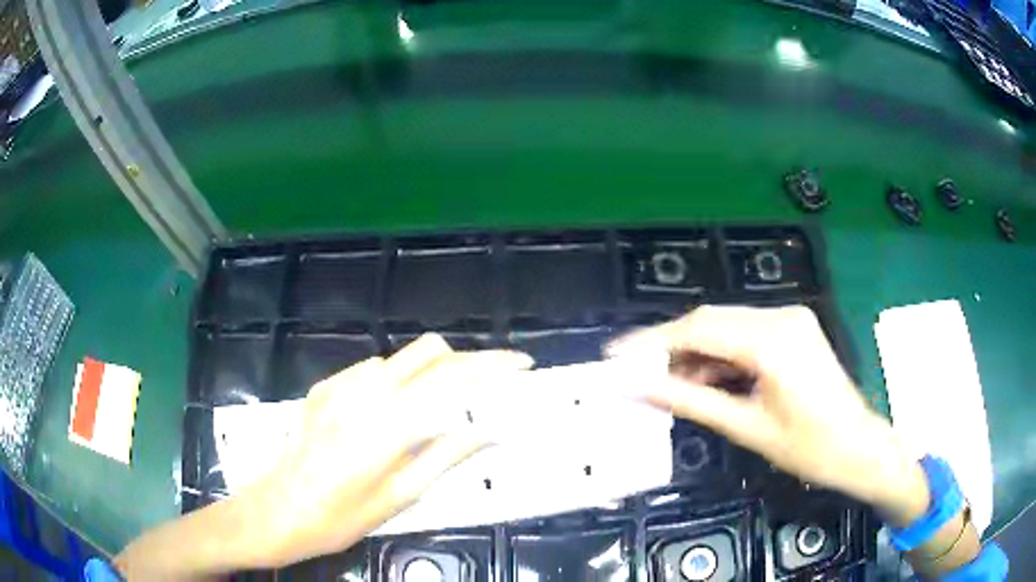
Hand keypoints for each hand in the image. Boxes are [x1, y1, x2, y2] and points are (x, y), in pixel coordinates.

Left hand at [239, 334, 532, 566]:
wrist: (277, 510)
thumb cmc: (340, 517)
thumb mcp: (399, 497)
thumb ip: (444, 456)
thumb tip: (488, 431)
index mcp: (387, 426)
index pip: (453, 380)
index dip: (493, 367)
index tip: (522, 365)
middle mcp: (364, 393)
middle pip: (429, 351)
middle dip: (466, 361)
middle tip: (485, 388)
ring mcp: (339, 385)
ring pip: (401, 359)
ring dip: (429, 374)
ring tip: (435, 411)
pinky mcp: (324, 387)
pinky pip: (372, 371)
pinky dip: (395, 383)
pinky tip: (387, 416)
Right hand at [610, 305, 928, 523]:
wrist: (858, 448)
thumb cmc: (808, 448)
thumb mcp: (746, 427)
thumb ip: (691, 401)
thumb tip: (639, 388)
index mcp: (772, 340)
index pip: (699, 328)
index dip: (653, 341)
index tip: (616, 355)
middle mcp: (781, 317)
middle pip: (711, 322)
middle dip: (671, 348)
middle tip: (638, 375)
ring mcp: (790, 320)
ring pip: (726, 328)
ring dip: (695, 354)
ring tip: (668, 385)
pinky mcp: (793, 331)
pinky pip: (745, 336)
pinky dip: (720, 357)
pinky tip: (703, 380)